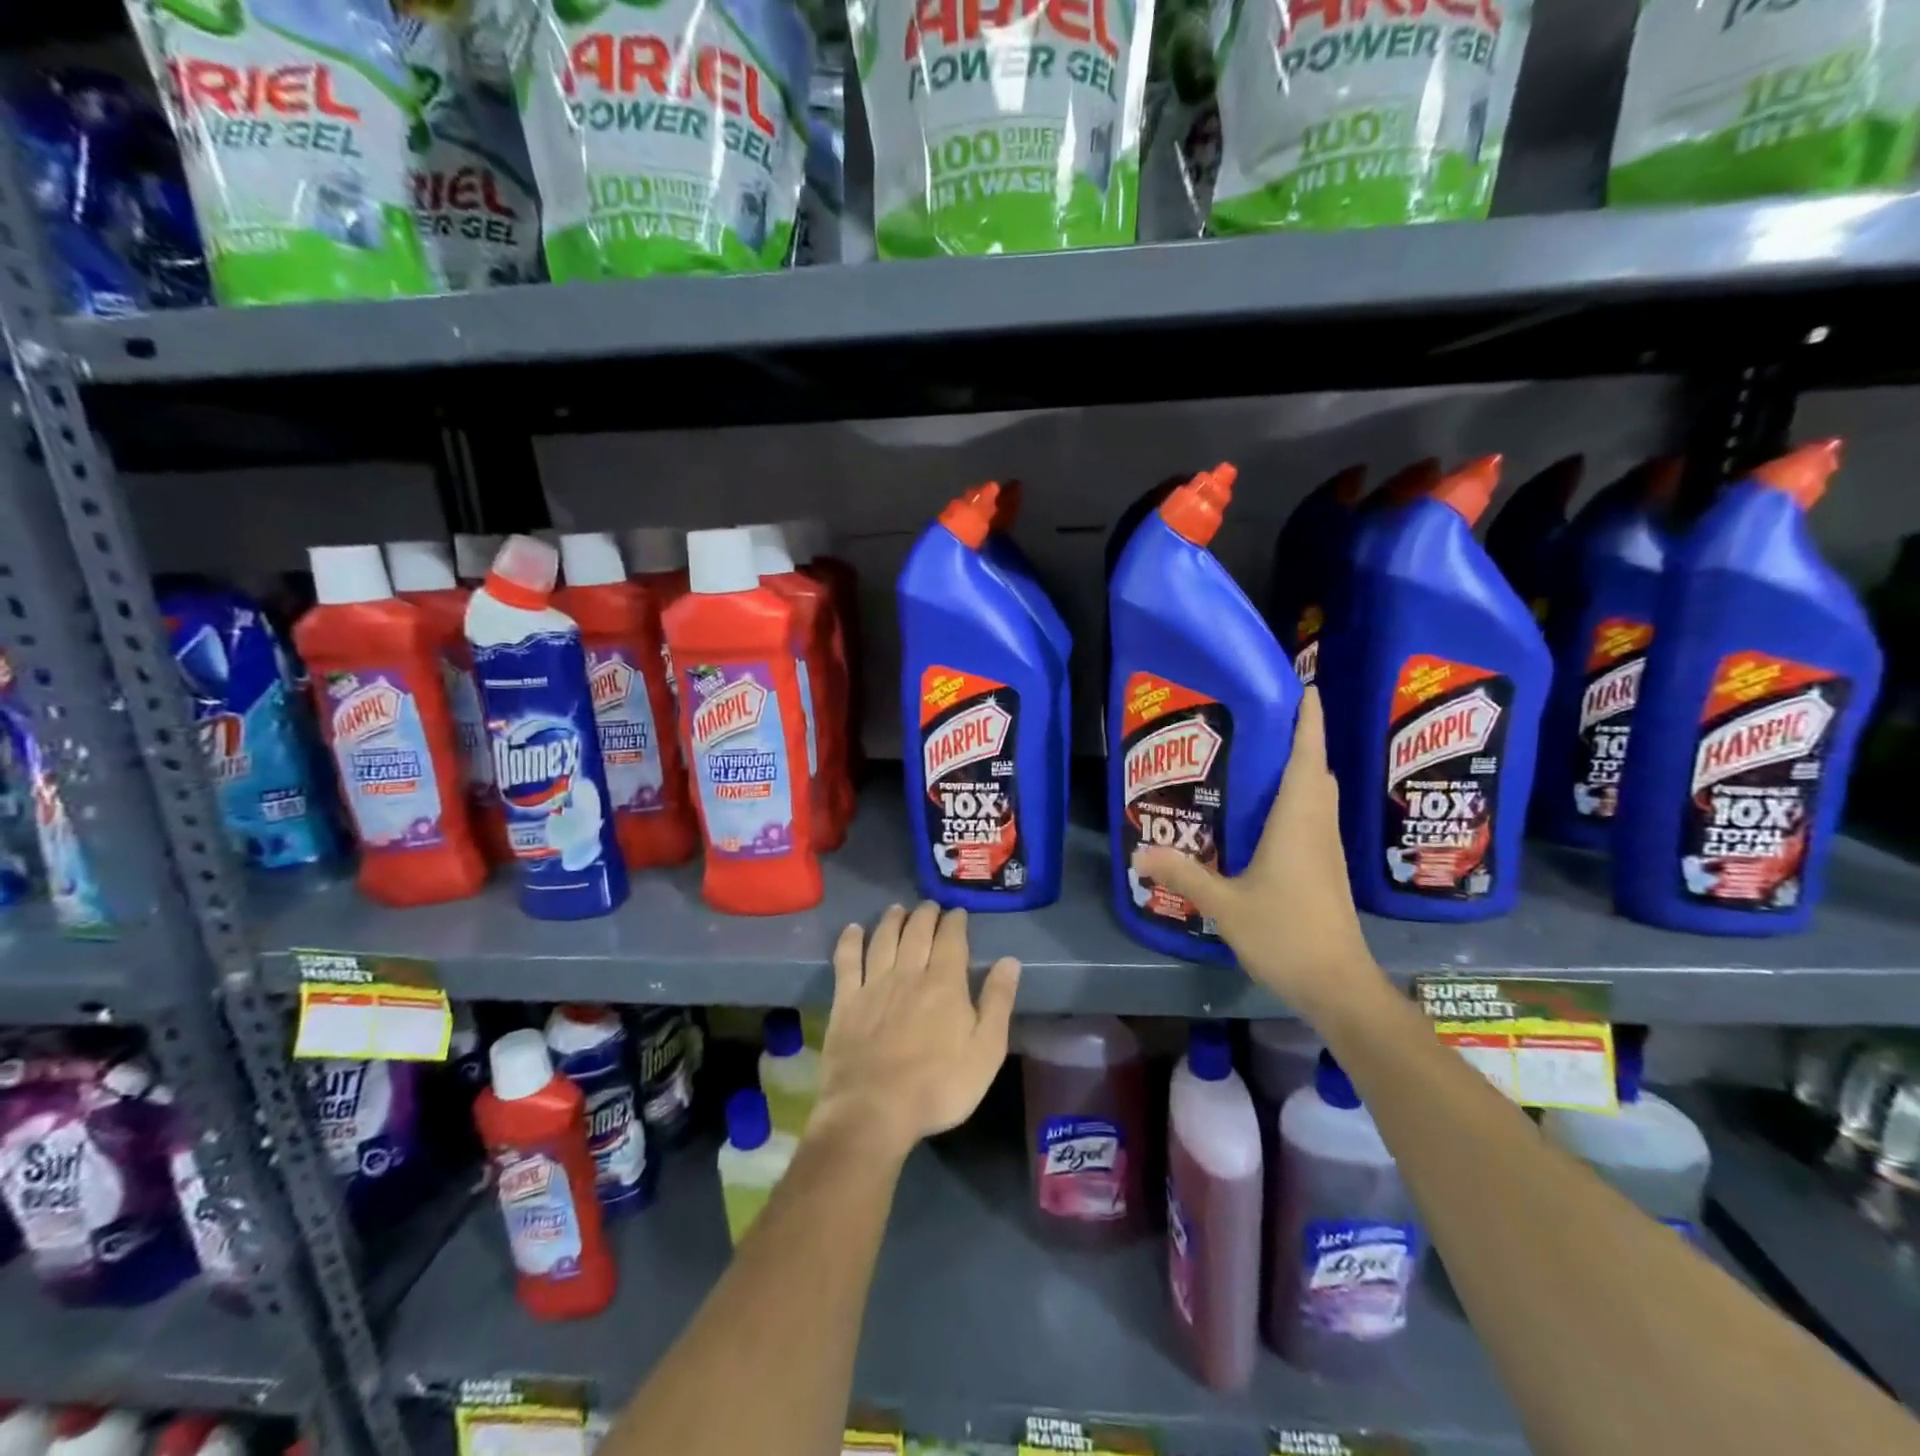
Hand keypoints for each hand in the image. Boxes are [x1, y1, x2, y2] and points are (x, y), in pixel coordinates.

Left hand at [812, 902, 1020, 1159]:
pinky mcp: (845, 1002)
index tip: (958, 912)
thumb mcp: (986, 1051)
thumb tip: (1010, 961)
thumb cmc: (939, 1086)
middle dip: (926, 914)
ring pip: (883, 939)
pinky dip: (849, 941)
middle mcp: (908, 973)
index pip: (951, 939)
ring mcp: (873, 985)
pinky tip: (852, 930)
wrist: (874, 1110)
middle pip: (917, 932)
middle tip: (930, 905)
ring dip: (892, 920)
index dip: (955, 922)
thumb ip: (997, 1002)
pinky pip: (846, 961)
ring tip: (897, 908)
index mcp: (944, 983)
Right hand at [1134, 686, 1385, 1020]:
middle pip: (1316, 769)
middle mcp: (1317, 825)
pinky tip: (1267, 811)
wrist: (1338, 985)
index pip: (1307, 757)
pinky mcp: (1325, 868)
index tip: (1304, 686)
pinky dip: (1298, 797)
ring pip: (1318, 793)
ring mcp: (1326, 848)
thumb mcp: (1225, 904)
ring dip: (1302, 766)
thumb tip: (1139, 853)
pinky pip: (1314, 816)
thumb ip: (1183, 875)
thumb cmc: (1286, 935)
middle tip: (1267, 717)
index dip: (1308, 720)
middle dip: (1301, 737)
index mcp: (1298, 821)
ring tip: (1262, 754)